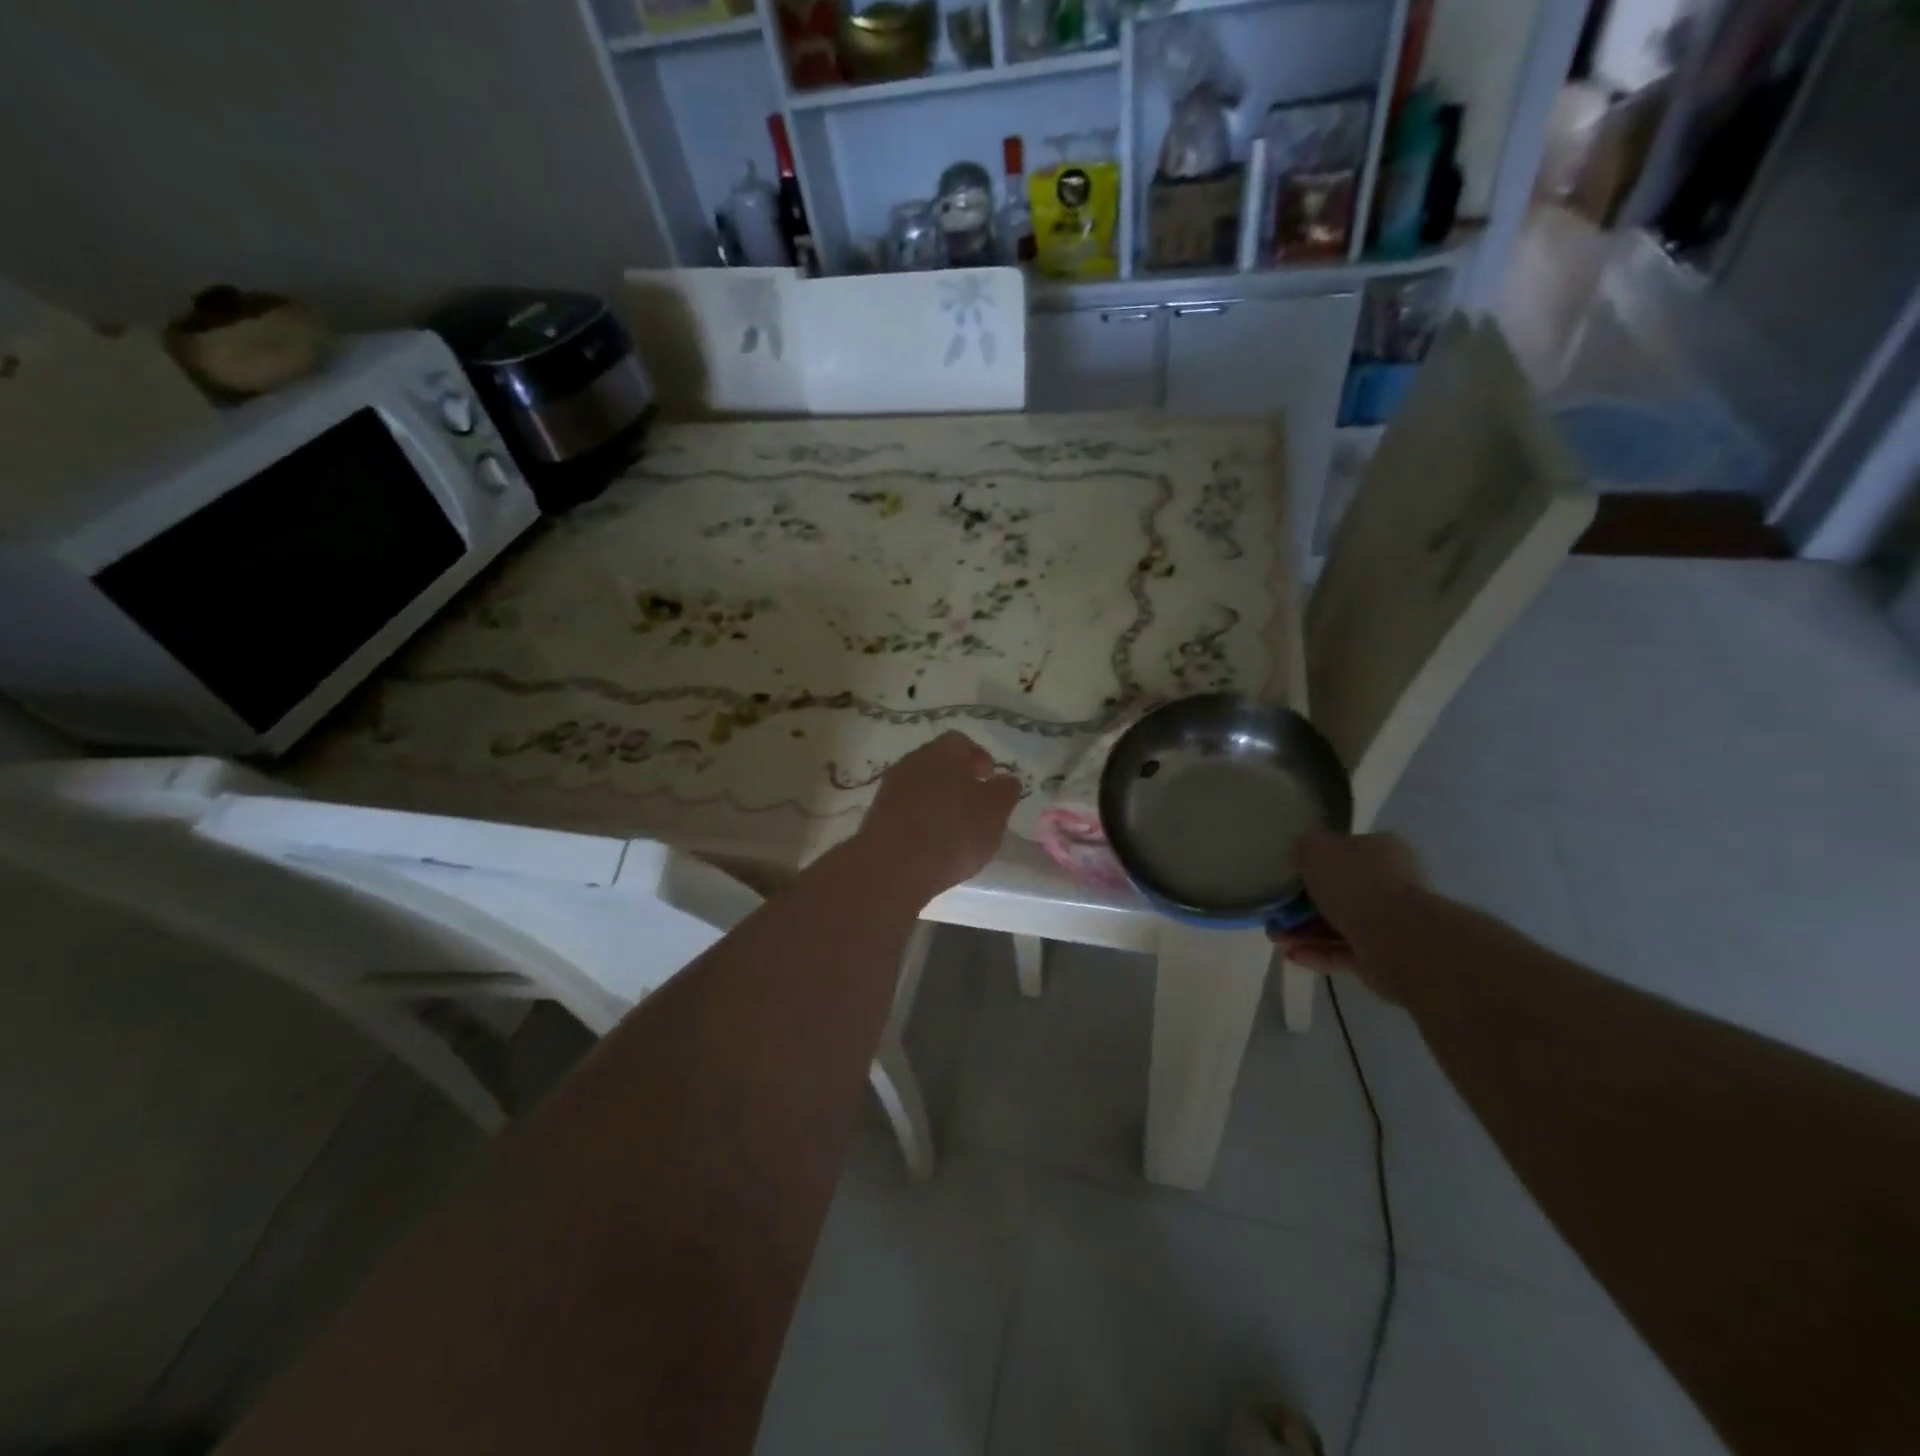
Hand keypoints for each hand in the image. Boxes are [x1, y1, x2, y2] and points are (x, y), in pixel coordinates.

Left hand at [855, 732, 1020, 900]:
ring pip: (921, 785)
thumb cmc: (953, 831)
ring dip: (938, 800)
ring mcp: (891, 786)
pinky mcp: (877, 813)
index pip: (963, 743)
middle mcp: (913, 760)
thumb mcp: (994, 812)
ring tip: (954, 828)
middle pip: (939, 763)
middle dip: (958, 780)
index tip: (990, 782)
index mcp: (943, 751)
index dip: (979, 760)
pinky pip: (906, 808)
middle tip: (975, 805)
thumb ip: (1005, 791)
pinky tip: (931, 842)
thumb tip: (1005, 780)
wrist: (893, 866)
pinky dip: (920, 818)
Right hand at [1269, 831, 1425, 997]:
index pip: (1343, 851)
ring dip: (1304, 931)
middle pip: (1338, 891)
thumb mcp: (1315, 849)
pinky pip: (1344, 952)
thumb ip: (1304, 847)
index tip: (1287, 875)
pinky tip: (1292, 956)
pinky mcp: (1383, 956)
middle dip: (1302, 904)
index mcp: (1381, 850)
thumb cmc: (1354, 884)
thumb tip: (1302, 853)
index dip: (1312, 862)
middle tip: (1275, 912)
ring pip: (1338, 923)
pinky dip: (1317, 953)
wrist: (1395, 939)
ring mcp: (1390, 922)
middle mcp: (1390, 883)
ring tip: (1275, 938)